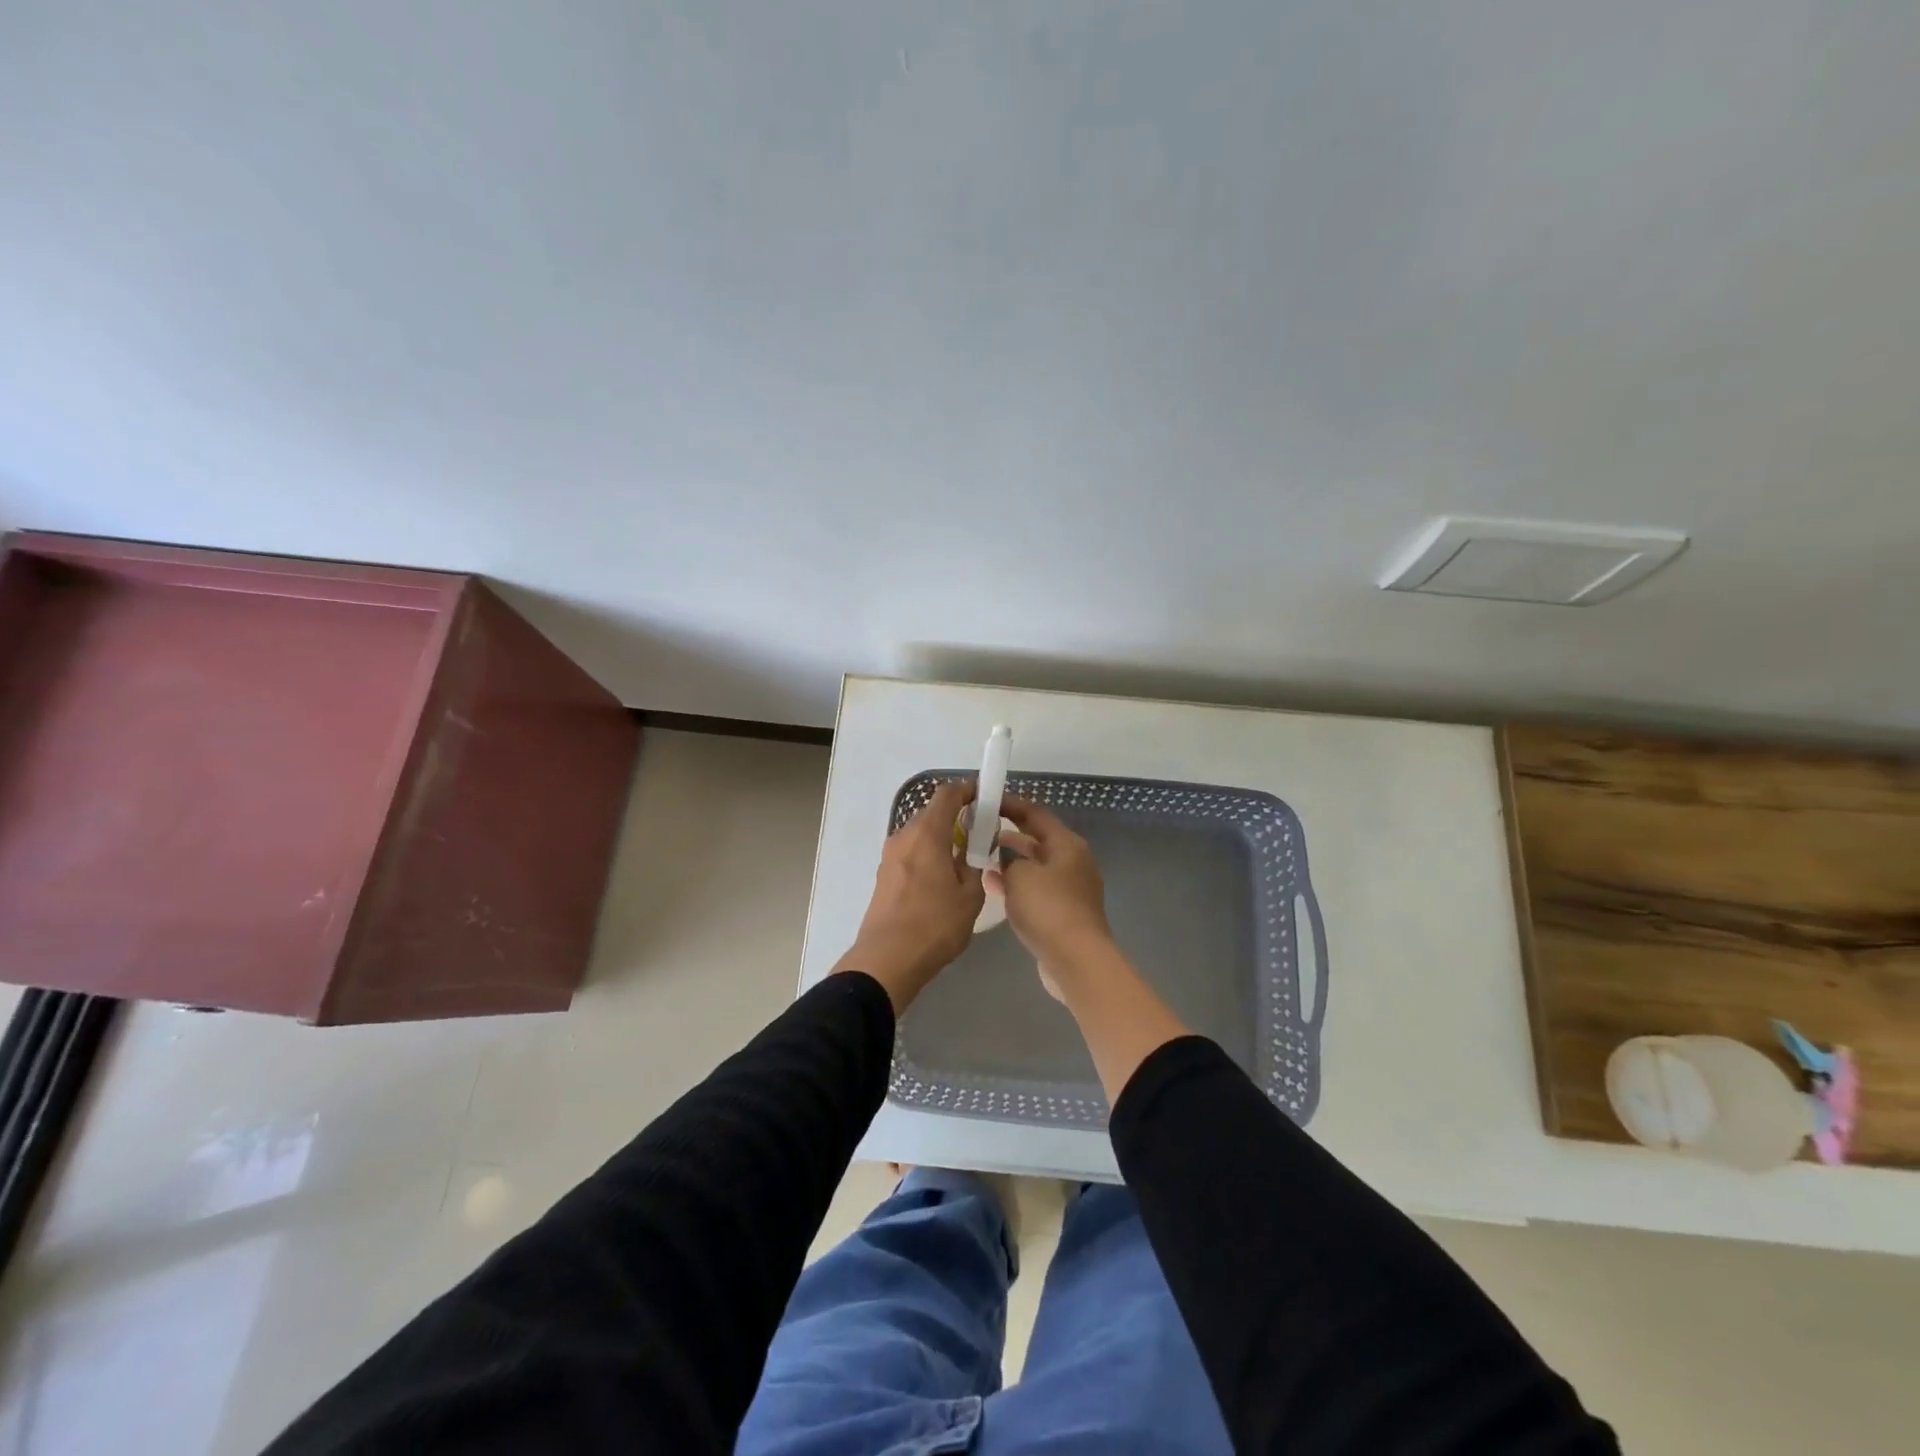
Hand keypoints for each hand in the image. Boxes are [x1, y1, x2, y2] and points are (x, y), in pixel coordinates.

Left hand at [834, 780, 985, 1011]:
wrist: (887, 960)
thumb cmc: (934, 925)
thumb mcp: (970, 896)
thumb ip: (974, 864)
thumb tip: (972, 849)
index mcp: (927, 833)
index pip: (947, 794)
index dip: (968, 789)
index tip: (985, 797)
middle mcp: (904, 836)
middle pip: (932, 813)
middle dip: (957, 817)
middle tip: (980, 835)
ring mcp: (890, 855)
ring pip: (920, 834)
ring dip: (941, 838)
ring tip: (962, 861)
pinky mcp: (884, 875)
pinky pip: (911, 852)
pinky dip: (928, 854)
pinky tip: (941, 880)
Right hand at [993, 796, 1114, 977]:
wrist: (1075, 959)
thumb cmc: (1048, 908)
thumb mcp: (1019, 875)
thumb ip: (1008, 860)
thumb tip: (1006, 860)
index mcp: (1067, 843)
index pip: (1036, 813)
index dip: (1010, 804)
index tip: (985, 801)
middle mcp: (1073, 861)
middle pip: (1038, 839)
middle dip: (1009, 833)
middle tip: (979, 829)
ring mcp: (1071, 888)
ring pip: (1036, 865)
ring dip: (1012, 860)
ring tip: (981, 856)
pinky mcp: (1065, 912)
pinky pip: (1037, 888)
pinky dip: (1018, 884)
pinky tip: (995, 886)